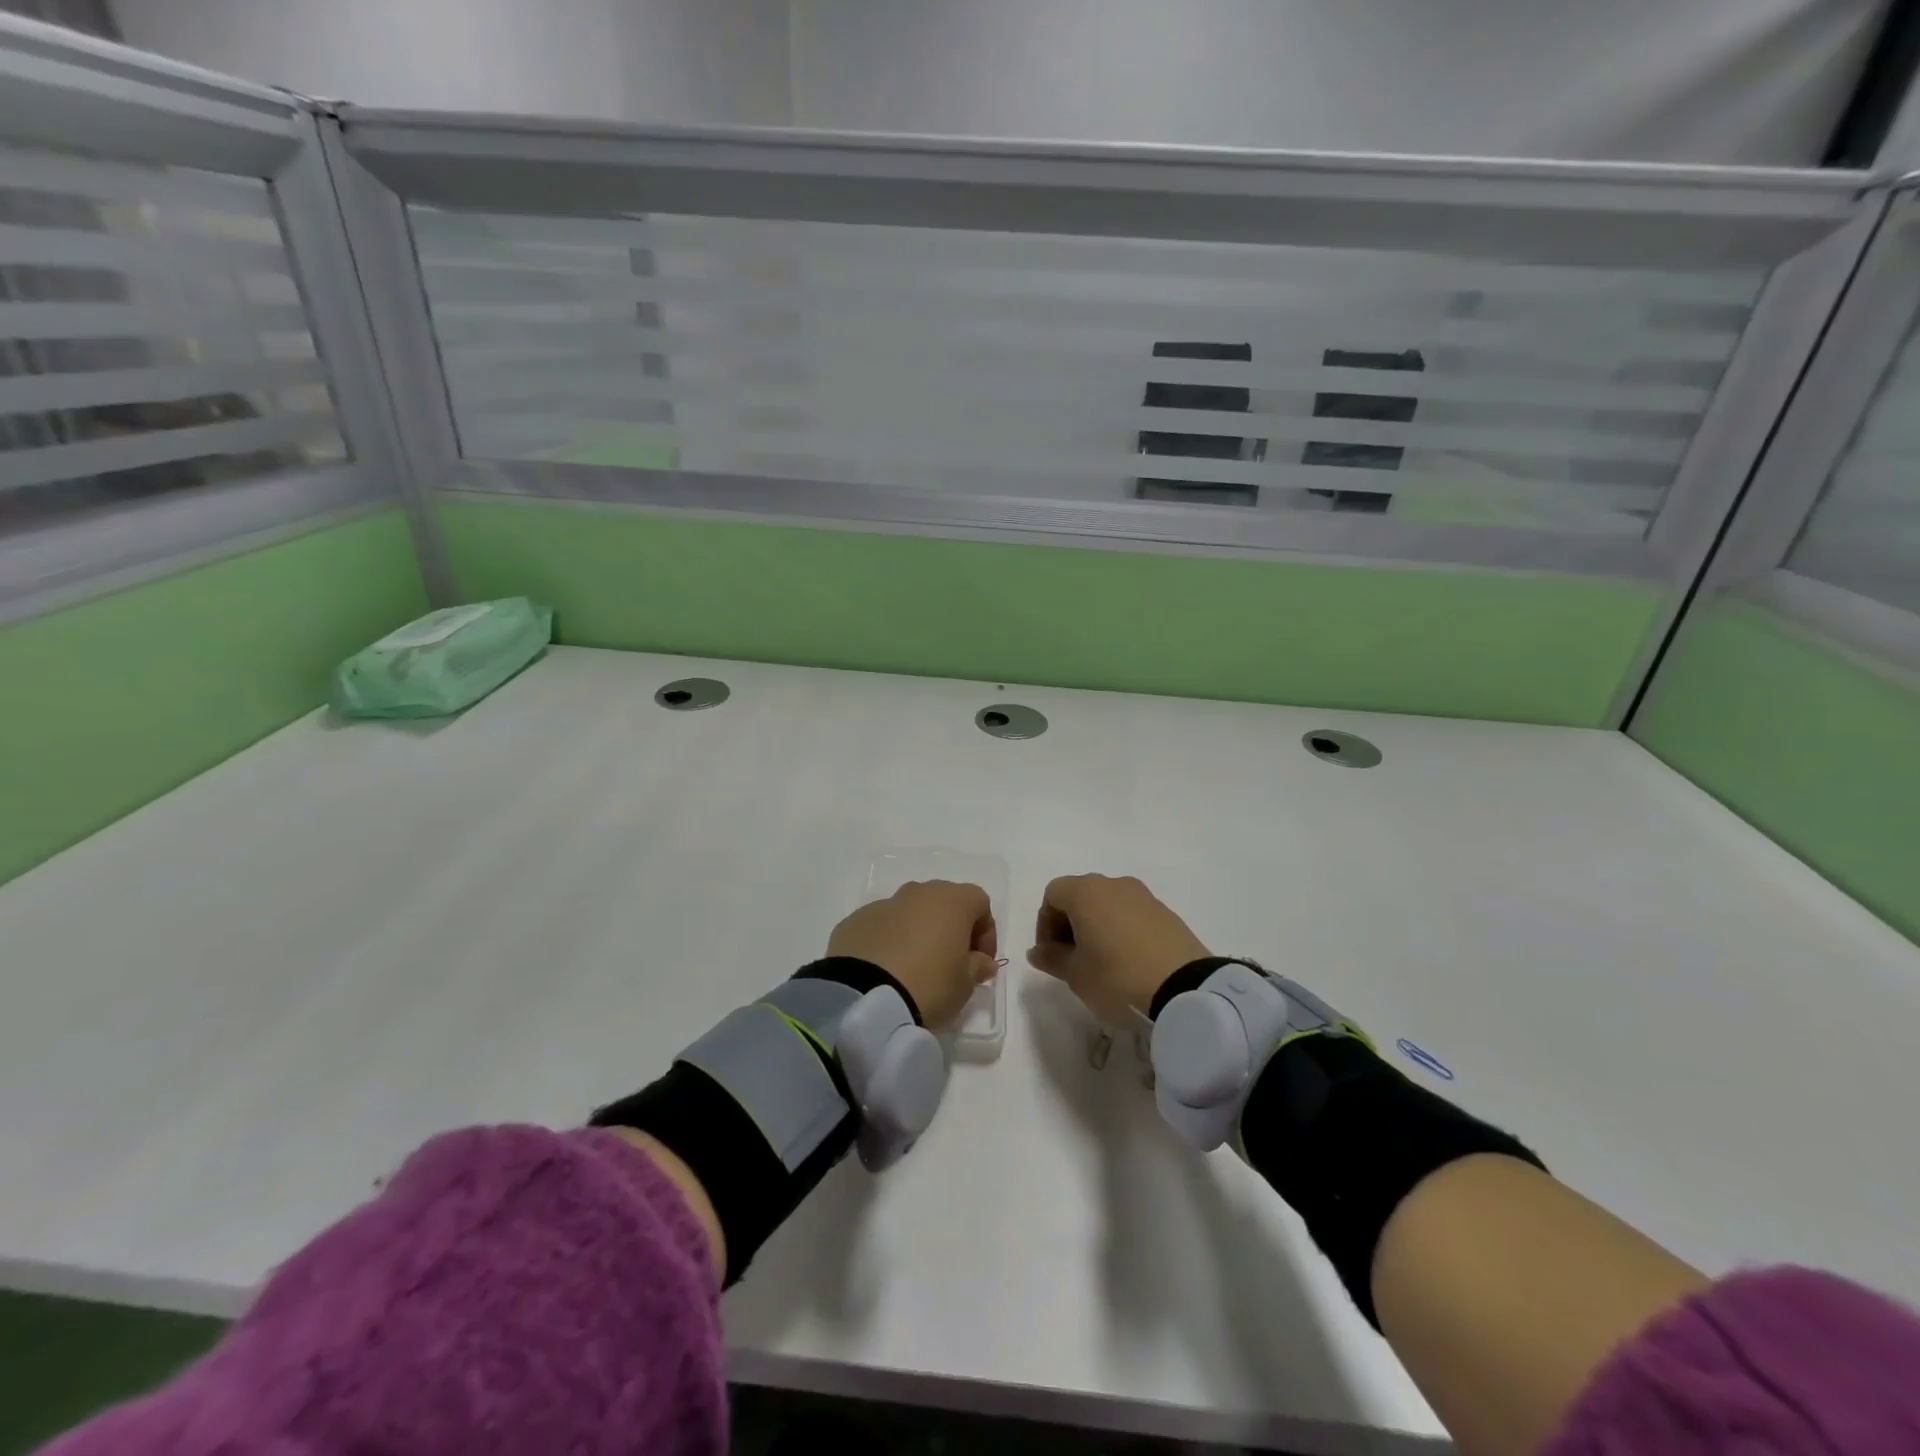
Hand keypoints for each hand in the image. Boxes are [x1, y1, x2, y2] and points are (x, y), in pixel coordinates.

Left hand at [827, 881, 998, 1028]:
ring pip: (910, 912)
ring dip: (918, 933)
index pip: (980, 903)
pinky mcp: (855, 921)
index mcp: (951, 900)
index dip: (986, 932)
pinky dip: (889, 941)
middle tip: (950, 963)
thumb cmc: (929, 984)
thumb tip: (981, 961)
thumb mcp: (965, 983)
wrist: (864, 996)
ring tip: (915, 968)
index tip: (980, 962)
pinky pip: (882, 926)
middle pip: (943, 902)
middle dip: (951, 929)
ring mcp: (883, 904)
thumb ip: (978, 966)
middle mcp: (918, 892)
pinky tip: (886, 970)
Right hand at [1027, 874, 1209, 1024]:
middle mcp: (1114, 884)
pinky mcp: (1167, 913)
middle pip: (1080, 895)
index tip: (1051, 954)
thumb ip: (1052, 958)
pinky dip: (1121, 930)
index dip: (1044, 923)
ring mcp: (1144, 896)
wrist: (1187, 991)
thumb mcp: (1076, 975)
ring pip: (1108, 904)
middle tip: (1072, 959)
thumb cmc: (1118, 978)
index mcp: (1086, 892)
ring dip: (1097, 926)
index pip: (1052, 894)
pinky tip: (1128, 962)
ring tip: (1101, 963)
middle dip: (1069, 924)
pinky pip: (1132, 914)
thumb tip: (1037, 951)